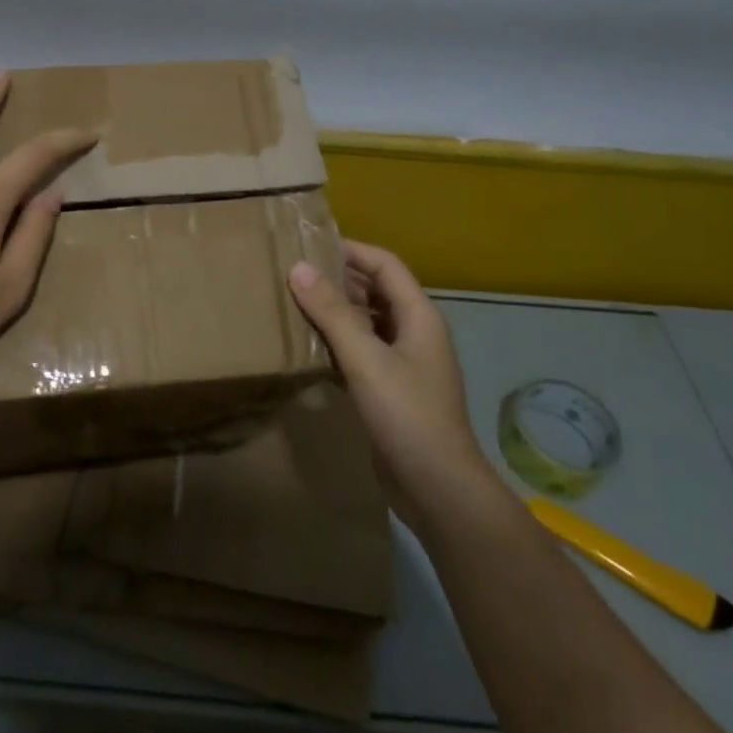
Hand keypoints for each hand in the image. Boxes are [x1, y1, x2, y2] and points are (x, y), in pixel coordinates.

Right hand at [288, 241, 499, 530]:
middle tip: (294, 273)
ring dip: (336, 312)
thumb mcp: (366, 359)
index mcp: (418, 316)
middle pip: (376, 291)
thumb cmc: (407, 414)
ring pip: (367, 323)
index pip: (385, 265)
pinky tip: (308, 347)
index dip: (351, 250)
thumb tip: (297, 267)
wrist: (438, 488)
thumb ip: (332, 312)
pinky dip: (338, 343)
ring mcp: (405, 363)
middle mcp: (414, 332)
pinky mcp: (391, 390)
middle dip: (339, 279)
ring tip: (294, 304)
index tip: (310, 244)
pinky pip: (362, 352)